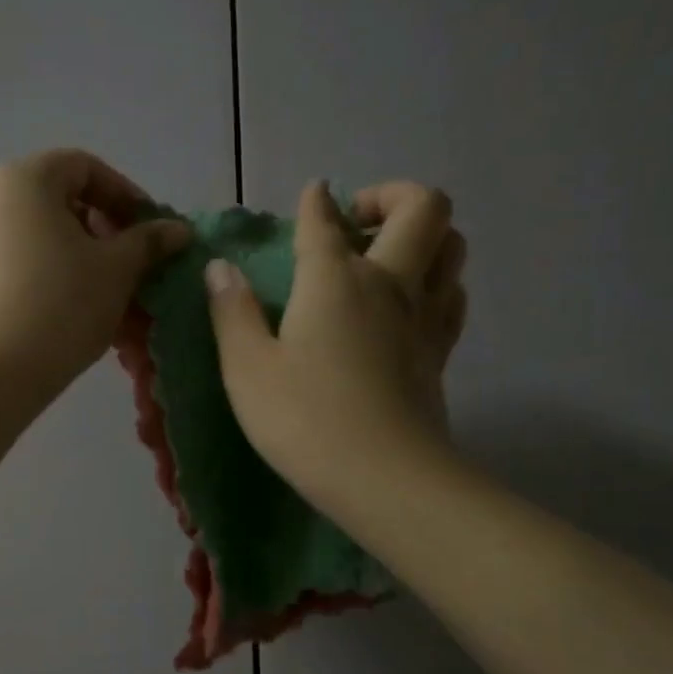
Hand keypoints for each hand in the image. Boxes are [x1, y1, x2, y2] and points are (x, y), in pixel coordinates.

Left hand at [0, 150, 191, 403]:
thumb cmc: (60, 306)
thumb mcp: (117, 270)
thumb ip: (149, 242)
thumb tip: (178, 229)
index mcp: (24, 179)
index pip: (85, 168)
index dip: (126, 196)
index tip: (151, 231)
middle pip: (59, 202)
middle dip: (104, 233)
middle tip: (132, 267)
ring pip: (39, 239)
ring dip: (80, 260)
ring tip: (108, 297)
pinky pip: (16, 265)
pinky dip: (49, 278)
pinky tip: (72, 313)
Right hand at [205, 179, 466, 512]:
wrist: (384, 477)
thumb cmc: (303, 419)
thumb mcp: (247, 368)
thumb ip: (232, 311)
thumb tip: (220, 268)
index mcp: (334, 279)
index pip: (325, 221)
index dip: (315, 203)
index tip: (310, 196)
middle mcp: (389, 282)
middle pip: (421, 207)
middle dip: (389, 195)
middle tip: (355, 223)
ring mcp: (423, 316)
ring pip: (451, 245)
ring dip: (423, 234)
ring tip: (385, 256)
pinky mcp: (440, 351)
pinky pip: (452, 294)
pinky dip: (435, 280)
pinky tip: (408, 302)